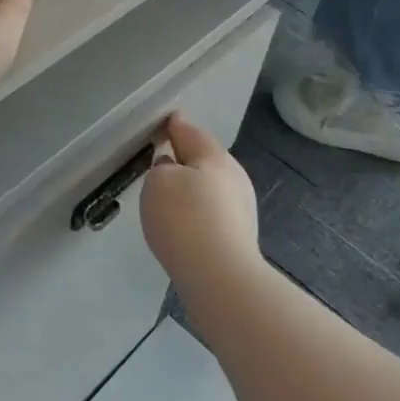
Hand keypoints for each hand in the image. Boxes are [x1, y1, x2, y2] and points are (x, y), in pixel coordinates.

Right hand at [139, 114, 259, 288]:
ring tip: (168, 196)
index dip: (174, 126)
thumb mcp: (158, 181)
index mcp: (215, 156)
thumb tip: (173, 169)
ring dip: (191, 187)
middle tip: (161, 160)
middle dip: (185, 158)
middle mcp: (234, 177)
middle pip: (205, 159)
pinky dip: (197, 211)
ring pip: (210, 187)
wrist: (219, 277)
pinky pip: (212, 212)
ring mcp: (241, 208)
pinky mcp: (239, 237)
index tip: (163, 123)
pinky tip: (183, 223)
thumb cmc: (185, 218)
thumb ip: (161, 168)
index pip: (190, 131)